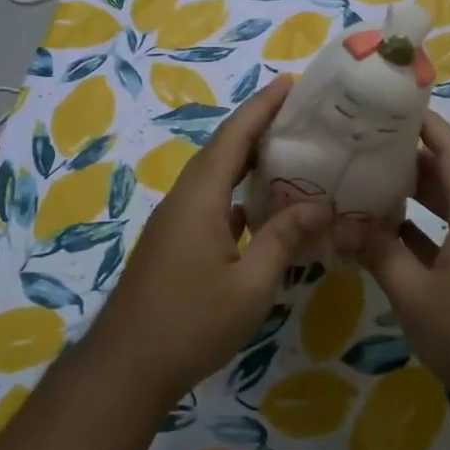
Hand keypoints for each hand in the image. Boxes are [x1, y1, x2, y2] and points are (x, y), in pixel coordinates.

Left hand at [88, 77, 328, 404]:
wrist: (128, 365)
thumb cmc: (191, 322)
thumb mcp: (251, 284)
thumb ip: (284, 238)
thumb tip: (321, 203)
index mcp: (199, 197)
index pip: (233, 137)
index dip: (261, 107)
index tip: (290, 83)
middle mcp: (184, 199)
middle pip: (223, 150)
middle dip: (258, 127)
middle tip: (300, 115)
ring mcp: (175, 222)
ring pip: (216, 178)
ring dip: (248, 161)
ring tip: (289, 153)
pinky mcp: (175, 244)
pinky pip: (211, 204)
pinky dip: (238, 195)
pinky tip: (262, 208)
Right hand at [344, 111, 449, 391]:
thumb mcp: (415, 294)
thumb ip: (379, 254)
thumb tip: (342, 224)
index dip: (425, 124)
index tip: (390, 106)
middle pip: (449, 174)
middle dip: (410, 156)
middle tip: (364, 144)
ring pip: (448, 206)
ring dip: (413, 194)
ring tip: (367, 181)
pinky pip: (448, 235)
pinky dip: (420, 229)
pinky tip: (384, 235)